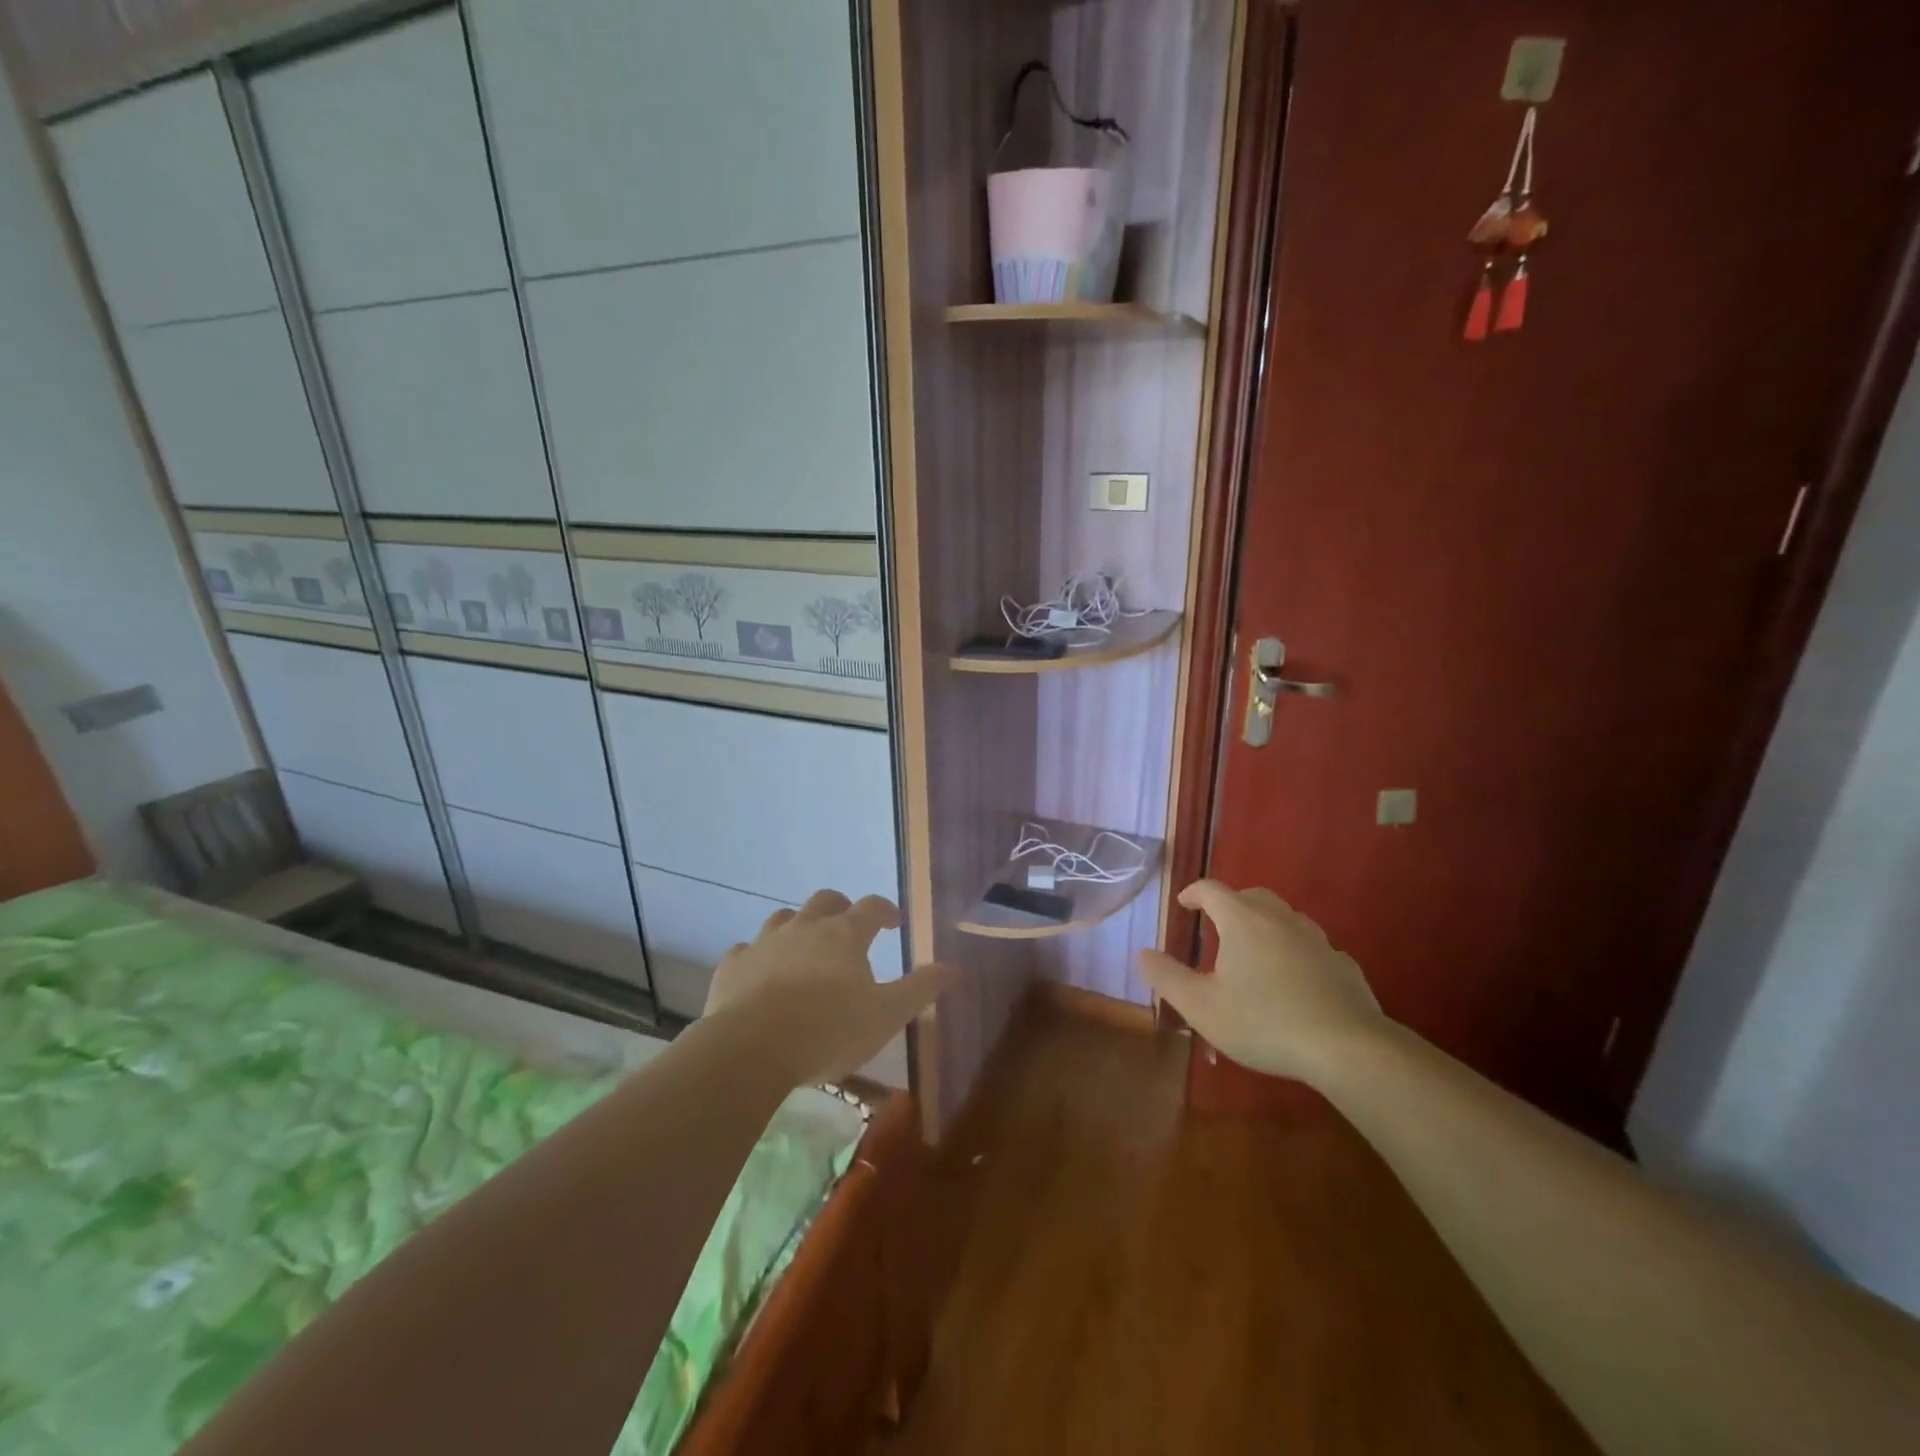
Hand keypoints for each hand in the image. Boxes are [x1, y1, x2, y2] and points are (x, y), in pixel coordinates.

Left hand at [704, 889, 957, 1084]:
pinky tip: (760, 974)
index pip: (871, 907)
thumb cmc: (829, 1030)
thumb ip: (920, 989)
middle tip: (849, 928)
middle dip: (841, 908)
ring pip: (783, 918)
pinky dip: (758, 956)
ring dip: (798, 926)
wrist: (751, 1049)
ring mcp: (765, 943)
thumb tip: (954, 967)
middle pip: (826, 901)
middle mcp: (805, 927)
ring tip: (804, 947)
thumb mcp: (886, 1015)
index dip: (885, 910)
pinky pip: (746, 950)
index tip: (894, 922)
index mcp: (845, 935)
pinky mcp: (733, 966)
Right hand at [1137, 879, 1384, 1082]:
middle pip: (1252, 896)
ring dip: (1266, 925)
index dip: (1194, 893)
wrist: (1346, 1048)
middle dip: (1231, 904)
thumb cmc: (1264, 1022)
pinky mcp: (1344, 965)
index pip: (1212, 890)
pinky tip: (1296, 979)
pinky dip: (1297, 952)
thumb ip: (1168, 977)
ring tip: (1255, 950)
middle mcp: (1280, 919)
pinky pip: (1313, 947)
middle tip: (1218, 924)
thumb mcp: (1201, 1006)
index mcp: (1242, 921)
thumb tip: (1143, 953)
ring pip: (1286, 918)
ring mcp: (1317, 940)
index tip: (1184, 903)